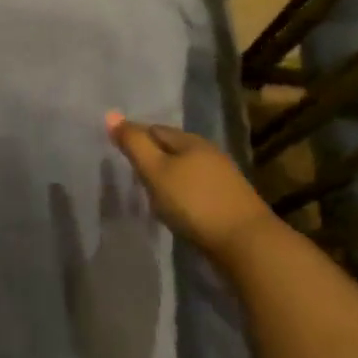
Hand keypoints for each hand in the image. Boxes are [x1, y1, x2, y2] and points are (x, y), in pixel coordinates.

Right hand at [105, 113, 274, 265]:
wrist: (246, 244)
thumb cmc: (194, 203)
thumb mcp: (156, 171)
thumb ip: (134, 144)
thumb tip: (110, 114)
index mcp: (190, 140)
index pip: (155, 129)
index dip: (135, 138)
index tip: (118, 153)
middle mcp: (209, 152)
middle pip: (172, 148)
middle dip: (153, 156)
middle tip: (133, 173)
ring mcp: (223, 177)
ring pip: (186, 169)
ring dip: (169, 177)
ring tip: (151, 193)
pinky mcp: (230, 201)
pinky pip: (198, 188)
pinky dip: (183, 193)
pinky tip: (177, 208)